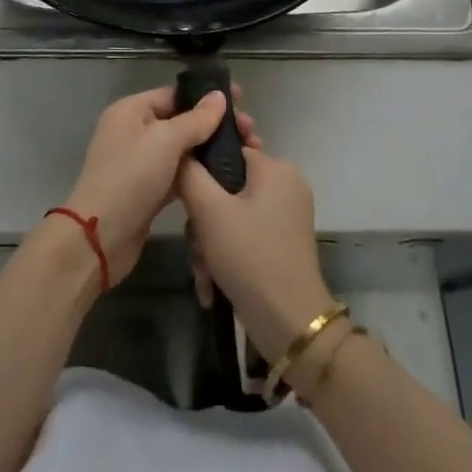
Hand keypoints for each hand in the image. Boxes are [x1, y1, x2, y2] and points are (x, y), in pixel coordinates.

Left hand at [63, 86, 259, 284]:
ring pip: (183, 149)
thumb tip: (219, 96)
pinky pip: (180, 173)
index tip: (242, 102)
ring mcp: (141, 163)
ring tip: (247, 152)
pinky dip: (200, 173)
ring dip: (211, 150)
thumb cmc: (130, 178)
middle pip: (182, 121)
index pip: (175, 95)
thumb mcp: (165, 141)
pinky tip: (227, 175)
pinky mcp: (149, 191)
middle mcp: (135, 131)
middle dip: (215, 125)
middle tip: (250, 133)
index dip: (207, 97)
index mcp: (132, 110)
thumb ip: (196, 119)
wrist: (100, 238)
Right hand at [178, 146, 333, 361]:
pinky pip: (245, 235)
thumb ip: (190, 173)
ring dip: (210, 241)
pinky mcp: (283, 244)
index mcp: (276, 168)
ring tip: (203, 271)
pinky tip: (211, 283)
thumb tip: (183, 151)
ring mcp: (287, 216)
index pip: (230, 148)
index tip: (186, 191)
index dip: (203, 168)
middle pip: (228, 186)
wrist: (288, 323)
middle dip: (204, 218)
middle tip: (195, 242)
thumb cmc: (249, 255)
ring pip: (233, 214)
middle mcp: (286, 185)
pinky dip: (226, 254)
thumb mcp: (209, 210)